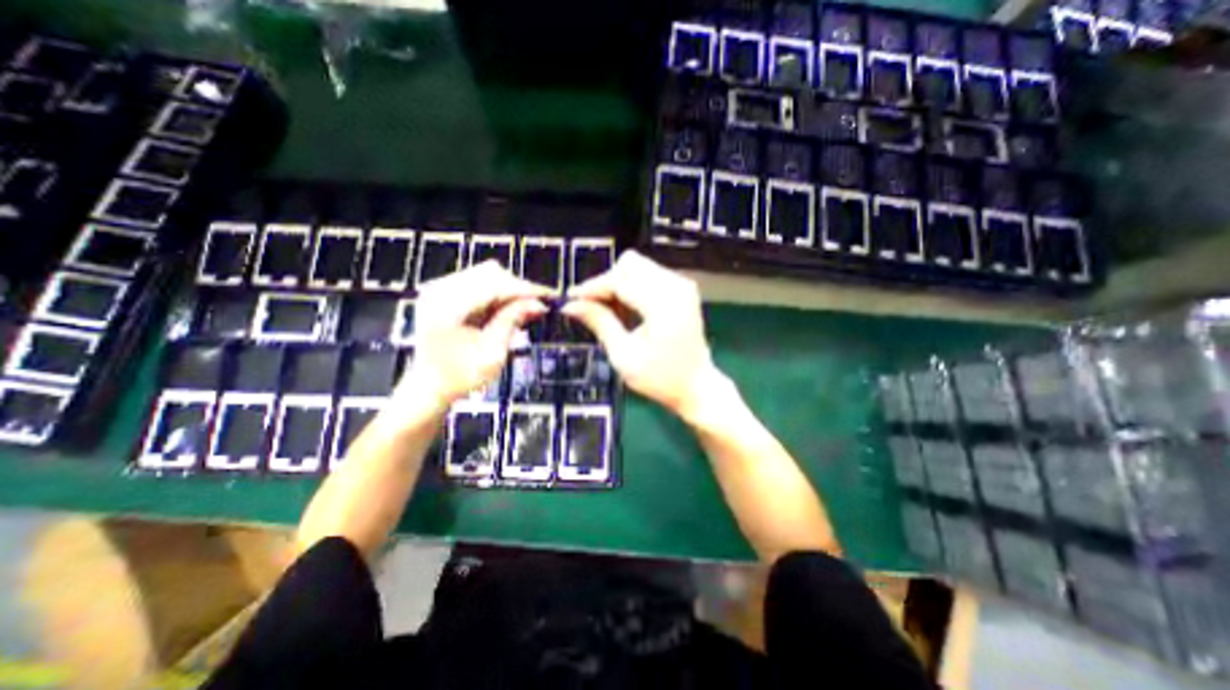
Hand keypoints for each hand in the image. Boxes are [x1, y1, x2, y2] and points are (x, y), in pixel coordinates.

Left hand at [396, 262, 549, 415]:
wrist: (429, 386)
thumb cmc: (460, 377)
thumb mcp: (492, 354)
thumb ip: (512, 322)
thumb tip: (538, 303)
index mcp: (448, 308)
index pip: (494, 286)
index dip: (525, 289)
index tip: (550, 296)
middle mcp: (440, 290)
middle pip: (490, 273)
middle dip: (518, 288)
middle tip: (538, 305)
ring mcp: (440, 289)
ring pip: (486, 274)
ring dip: (509, 289)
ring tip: (524, 308)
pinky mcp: (444, 292)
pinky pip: (478, 281)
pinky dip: (497, 292)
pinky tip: (508, 308)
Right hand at [564, 251, 721, 421]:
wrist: (696, 386)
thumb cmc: (660, 378)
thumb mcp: (623, 355)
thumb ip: (599, 323)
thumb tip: (571, 305)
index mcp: (664, 304)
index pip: (620, 280)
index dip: (592, 287)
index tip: (571, 299)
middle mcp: (677, 287)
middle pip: (630, 264)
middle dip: (606, 283)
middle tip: (592, 307)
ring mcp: (682, 286)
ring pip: (638, 267)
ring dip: (618, 284)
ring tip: (608, 312)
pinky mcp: (682, 290)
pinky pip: (649, 276)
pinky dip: (632, 288)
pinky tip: (625, 310)